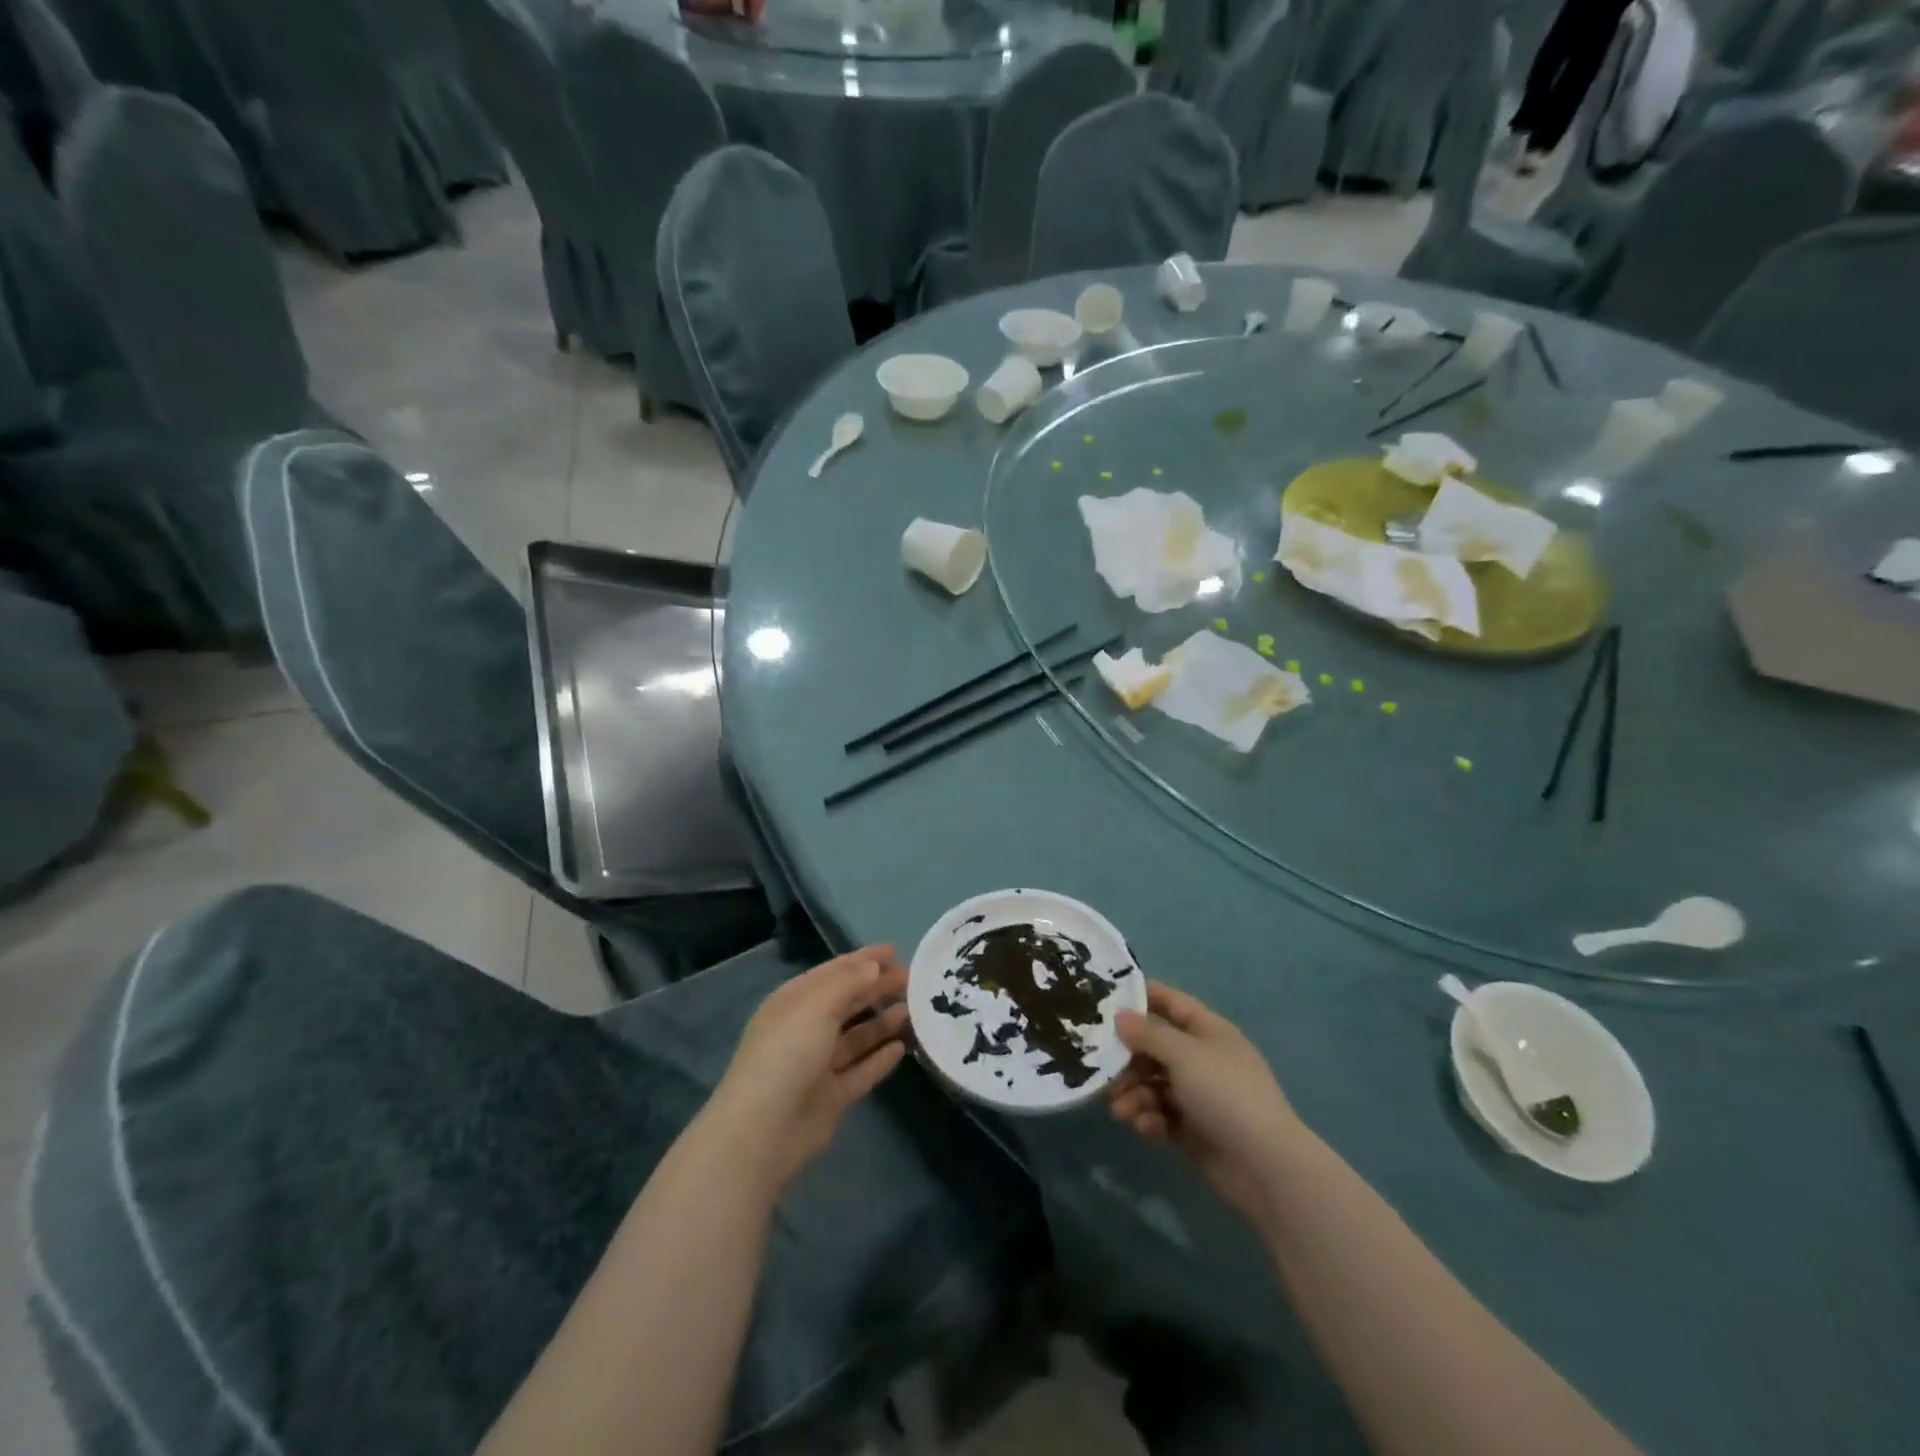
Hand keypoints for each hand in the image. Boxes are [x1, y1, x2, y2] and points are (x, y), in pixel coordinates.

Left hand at [709, 947, 909, 1193]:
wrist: (763, 1131)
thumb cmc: (787, 1054)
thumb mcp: (817, 1006)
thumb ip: (848, 983)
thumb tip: (873, 966)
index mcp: (794, 1002)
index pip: (833, 973)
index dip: (863, 960)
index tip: (895, 951)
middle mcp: (804, 1030)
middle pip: (846, 1003)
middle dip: (876, 988)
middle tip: (912, 978)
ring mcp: (817, 1065)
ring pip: (856, 1037)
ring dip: (882, 1022)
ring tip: (913, 1009)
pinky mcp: (831, 1097)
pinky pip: (861, 1071)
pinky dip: (879, 1059)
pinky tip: (902, 1048)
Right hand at [1109, 981, 1304, 1224]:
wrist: (1265, 1167)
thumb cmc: (1225, 1094)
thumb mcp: (1184, 1055)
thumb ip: (1149, 1034)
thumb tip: (1120, 1016)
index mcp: (1209, 1032)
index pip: (1171, 1003)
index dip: (1142, 996)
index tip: (1105, 998)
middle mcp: (1202, 1059)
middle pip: (1155, 1048)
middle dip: (1127, 1059)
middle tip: (1103, 1071)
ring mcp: (1199, 1096)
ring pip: (1153, 1084)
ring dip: (1133, 1093)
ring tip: (1121, 1110)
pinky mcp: (1193, 1130)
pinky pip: (1161, 1115)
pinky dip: (1149, 1118)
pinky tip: (1143, 1127)